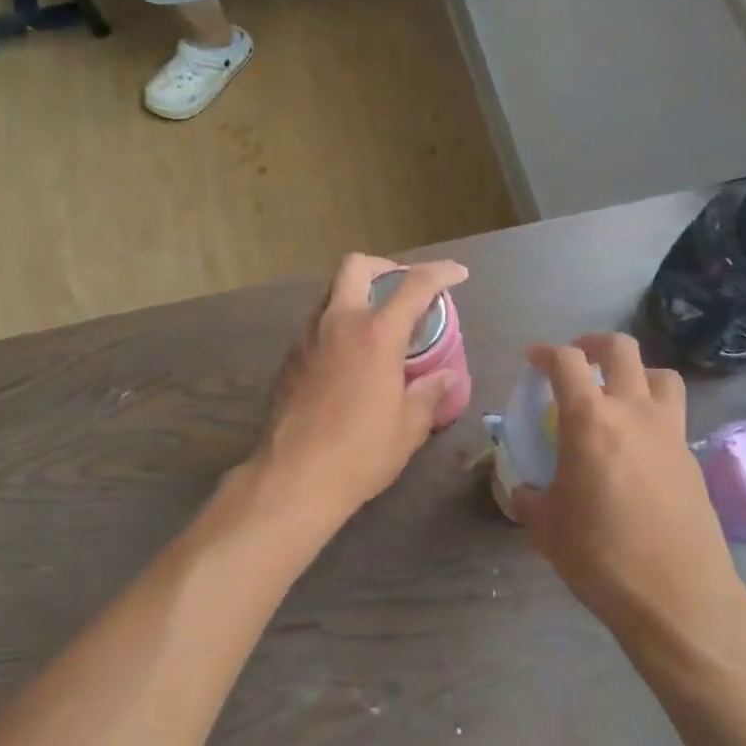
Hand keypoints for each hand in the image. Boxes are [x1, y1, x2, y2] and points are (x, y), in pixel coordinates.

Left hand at [254, 254, 469, 524]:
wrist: (293, 478)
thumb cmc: (359, 453)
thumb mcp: (408, 427)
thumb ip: (429, 394)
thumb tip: (445, 377)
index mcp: (376, 334)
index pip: (415, 285)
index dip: (441, 272)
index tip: (457, 274)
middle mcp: (338, 322)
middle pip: (356, 266)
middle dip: (384, 267)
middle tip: (402, 288)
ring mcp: (307, 337)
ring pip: (331, 293)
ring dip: (357, 296)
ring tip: (377, 327)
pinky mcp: (288, 358)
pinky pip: (316, 324)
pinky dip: (337, 325)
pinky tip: (348, 358)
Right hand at [511, 335, 745, 644]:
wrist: (677, 597)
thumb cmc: (600, 556)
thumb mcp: (546, 527)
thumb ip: (529, 498)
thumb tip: (523, 490)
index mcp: (591, 419)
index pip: (566, 362)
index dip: (546, 353)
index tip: (534, 359)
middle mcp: (634, 411)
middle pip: (621, 349)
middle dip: (594, 344)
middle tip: (578, 359)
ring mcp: (670, 432)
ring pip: (661, 375)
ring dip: (636, 373)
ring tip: (618, 394)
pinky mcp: (692, 458)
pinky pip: (673, 416)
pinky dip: (653, 413)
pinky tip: (638, 446)